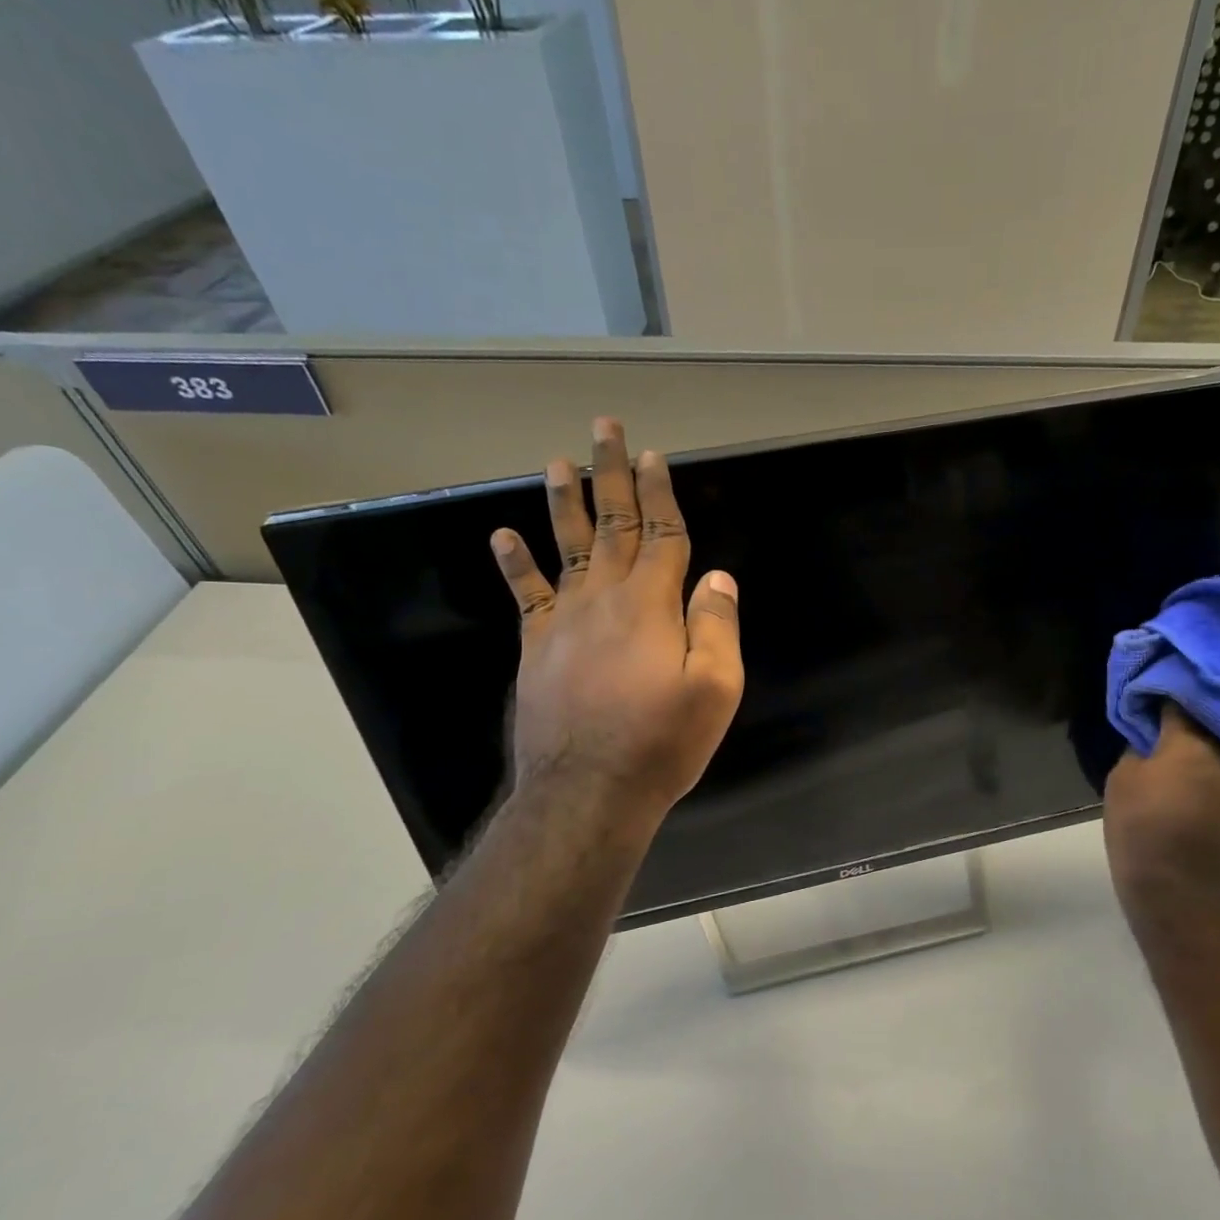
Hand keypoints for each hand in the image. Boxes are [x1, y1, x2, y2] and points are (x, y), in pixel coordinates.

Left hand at [490, 418, 744, 821]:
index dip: (661, 493)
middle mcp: (606, 599)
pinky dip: (515, 562)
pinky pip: (526, 594)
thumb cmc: (662, 742)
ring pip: (566, 546)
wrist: (588, 790)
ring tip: (560, 460)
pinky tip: (502, 535)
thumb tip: (717, 578)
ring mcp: (565, 620)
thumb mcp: (715, 689)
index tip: (655, 456)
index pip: (662, 535)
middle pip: (613, 525)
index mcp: (653, 605)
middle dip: (613, 475)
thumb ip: (716, 627)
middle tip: (606, 429)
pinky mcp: (537, 646)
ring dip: (565, 500)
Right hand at [1103, 704, 1219, 910]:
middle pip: (1207, 724)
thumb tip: (1150, 741)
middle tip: (1160, 720)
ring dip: (1198, 747)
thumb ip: (1138, 749)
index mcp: (1191, 743)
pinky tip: (1183, 785)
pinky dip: (1204, 773)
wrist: (1177, 889)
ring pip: (1218, 751)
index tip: (1148, 692)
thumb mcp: (1122, 780)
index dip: (1163, 693)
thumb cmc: (1140, 826)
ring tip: (1171, 753)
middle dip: (1186, 719)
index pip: (1180, 701)